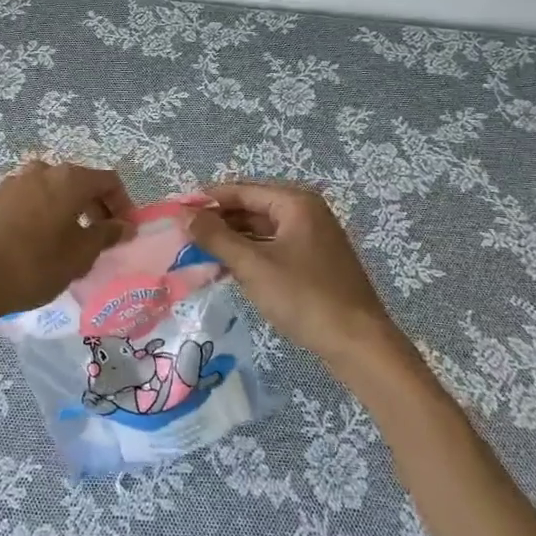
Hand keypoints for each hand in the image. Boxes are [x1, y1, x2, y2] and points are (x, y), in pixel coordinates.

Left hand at [0, 160, 133, 331]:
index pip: (108, 180)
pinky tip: (36, 245)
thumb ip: (105, 235)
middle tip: (101, 239)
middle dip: (95, 208)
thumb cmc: (32, 266)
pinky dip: (41, 216)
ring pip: (51, 192)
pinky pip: (28, 202)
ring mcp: (12, 183)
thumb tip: (124, 225)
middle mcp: (41, 171)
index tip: (126, 232)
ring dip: (67, 212)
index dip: (123, 204)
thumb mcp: (78, 256)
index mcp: (67, 179)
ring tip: (69, 245)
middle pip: (79, 183)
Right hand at [187, 181, 403, 364]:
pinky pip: (273, 248)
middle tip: (183, 235)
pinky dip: (249, 255)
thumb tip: (183, 214)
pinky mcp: (314, 263)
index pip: (241, 190)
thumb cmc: (304, 297)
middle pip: (251, 208)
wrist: (359, 346)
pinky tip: (227, 268)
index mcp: (296, 202)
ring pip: (261, 230)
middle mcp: (306, 212)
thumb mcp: (253, 265)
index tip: (176, 211)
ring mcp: (313, 239)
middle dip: (218, 221)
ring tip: (197, 252)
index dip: (207, 199)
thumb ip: (215, 237)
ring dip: (232, 240)